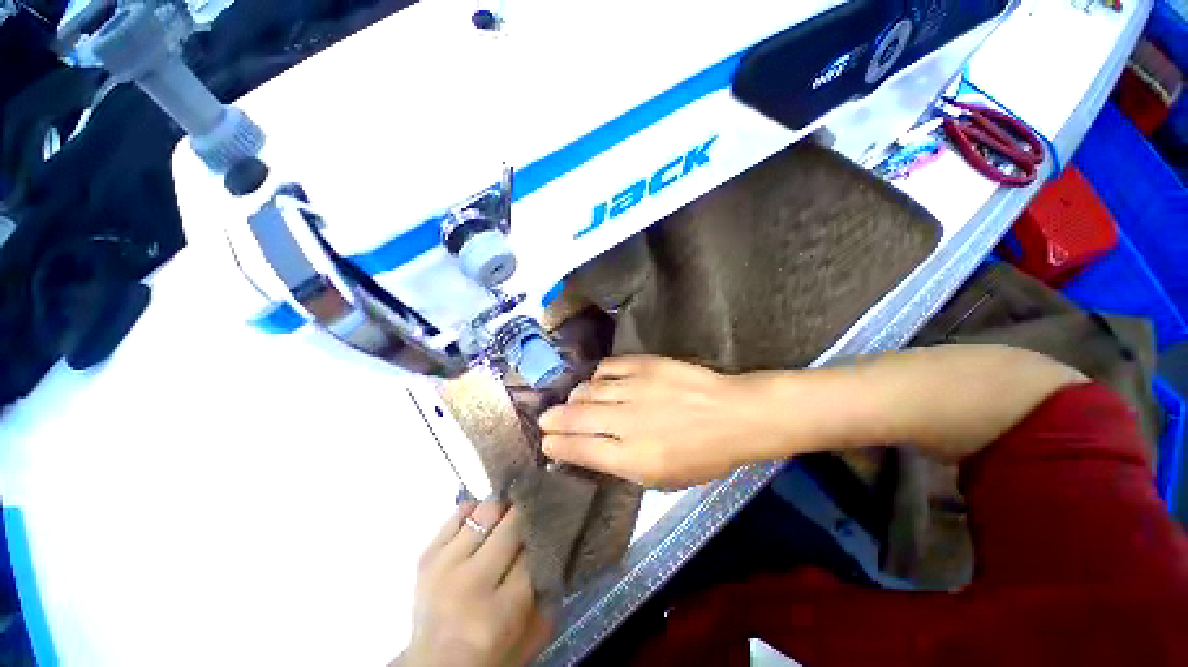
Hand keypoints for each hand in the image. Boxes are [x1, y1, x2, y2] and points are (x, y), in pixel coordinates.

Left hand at [399, 501, 551, 666]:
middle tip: (538, 510)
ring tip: (511, 514)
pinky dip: (477, 509)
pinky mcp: (427, 554)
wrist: (434, 666)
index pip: (535, 551)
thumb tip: (558, 542)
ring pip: (488, 510)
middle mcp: (471, 584)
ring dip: (505, 509)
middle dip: (529, 514)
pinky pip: (460, 512)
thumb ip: (548, 594)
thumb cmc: (491, 654)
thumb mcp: (531, 636)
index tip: (555, 523)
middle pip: (512, 524)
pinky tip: (485, 521)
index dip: (547, 533)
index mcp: (501, 612)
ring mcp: (445, 566)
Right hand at [538, 356, 782, 488]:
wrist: (733, 414)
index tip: (546, 442)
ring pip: (587, 389)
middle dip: (553, 419)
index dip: (557, 445)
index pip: (580, 449)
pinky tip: (599, 382)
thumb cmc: (702, 455)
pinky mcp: (644, 364)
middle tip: (546, 419)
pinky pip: (607, 367)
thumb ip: (621, 465)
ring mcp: (635, 388)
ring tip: (574, 401)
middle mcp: (628, 421)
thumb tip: (588, 450)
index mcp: (634, 458)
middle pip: (575, 417)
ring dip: (575, 397)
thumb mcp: (662, 479)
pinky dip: (597, 376)